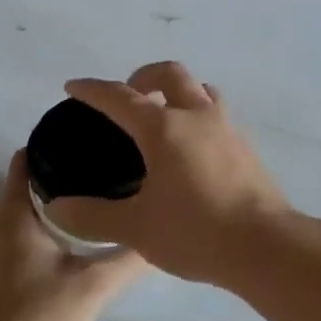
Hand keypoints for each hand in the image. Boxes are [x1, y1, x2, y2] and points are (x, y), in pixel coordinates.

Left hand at [0, 151, 147, 320]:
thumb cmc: (42, 315)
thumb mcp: (95, 284)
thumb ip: (129, 258)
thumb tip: (158, 236)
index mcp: (14, 217)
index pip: (23, 163)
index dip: (48, 147)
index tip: (80, 140)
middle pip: (23, 189)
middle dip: (57, 178)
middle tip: (97, 173)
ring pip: (19, 218)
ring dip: (49, 209)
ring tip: (89, 206)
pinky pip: (14, 241)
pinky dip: (37, 234)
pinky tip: (66, 248)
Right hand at [57, 61, 294, 286]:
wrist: (265, 246)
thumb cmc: (195, 231)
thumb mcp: (136, 228)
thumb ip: (93, 215)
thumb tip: (56, 207)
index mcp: (164, 128)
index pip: (121, 97)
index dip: (93, 90)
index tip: (74, 87)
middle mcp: (197, 116)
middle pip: (170, 74)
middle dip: (144, 76)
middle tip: (129, 96)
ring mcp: (227, 128)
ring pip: (202, 90)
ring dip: (179, 92)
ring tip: (164, 116)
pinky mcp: (246, 147)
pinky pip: (218, 115)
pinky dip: (199, 116)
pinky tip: (192, 149)